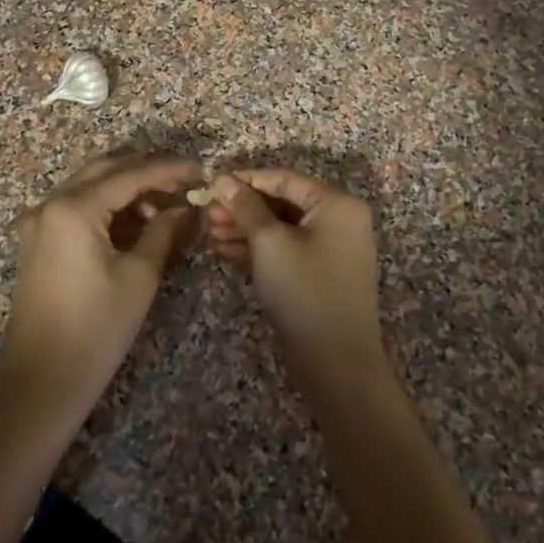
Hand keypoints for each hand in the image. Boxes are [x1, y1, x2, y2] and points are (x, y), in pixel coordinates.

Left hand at [2, 152, 202, 410]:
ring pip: (89, 186)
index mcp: (73, 208)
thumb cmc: (96, 330)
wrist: (41, 384)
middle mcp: (49, 204)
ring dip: (126, 189)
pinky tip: (136, 222)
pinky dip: (107, 207)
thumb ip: (163, 231)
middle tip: (184, 183)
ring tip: (165, 207)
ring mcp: (38, 222)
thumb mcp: (139, 277)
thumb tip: (185, 208)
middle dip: (146, 172)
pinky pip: (76, 208)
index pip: (130, 174)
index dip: (168, 169)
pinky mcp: (37, 242)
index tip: (201, 170)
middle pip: (105, 170)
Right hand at [205, 170, 386, 379]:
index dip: (246, 179)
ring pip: (280, 228)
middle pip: (282, 203)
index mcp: (336, 204)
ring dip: (244, 228)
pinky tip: (223, 250)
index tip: (212, 184)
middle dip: (242, 207)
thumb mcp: (269, 243)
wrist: (336, 363)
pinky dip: (257, 248)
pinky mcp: (317, 274)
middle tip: (205, 212)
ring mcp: (329, 249)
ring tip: (208, 231)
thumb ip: (246, 207)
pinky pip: (285, 249)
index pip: (284, 179)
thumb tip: (224, 179)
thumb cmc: (304, 291)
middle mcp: (338, 220)